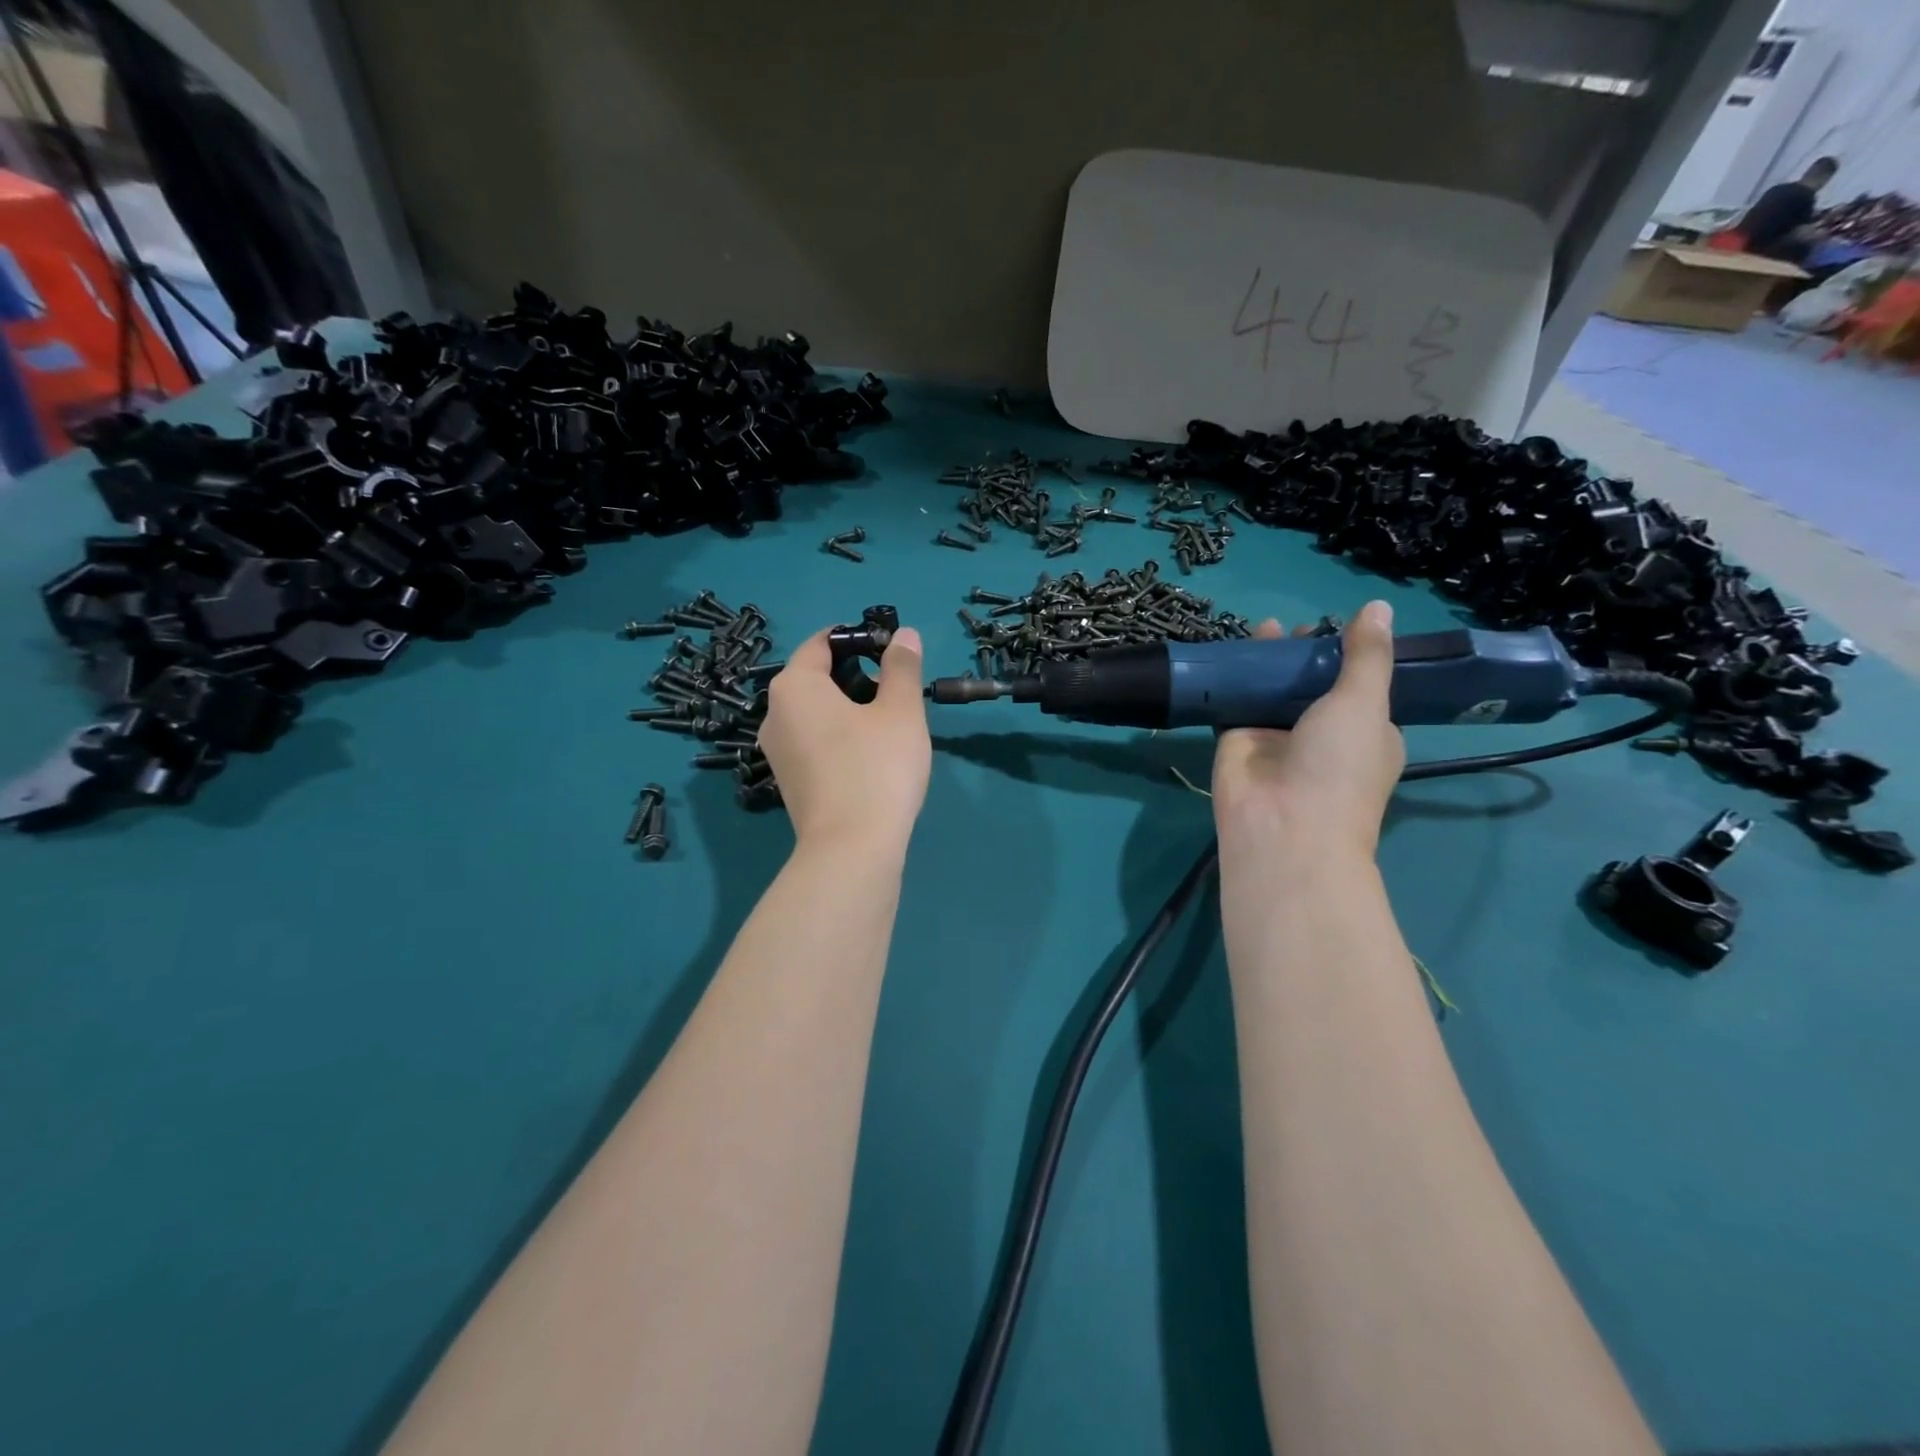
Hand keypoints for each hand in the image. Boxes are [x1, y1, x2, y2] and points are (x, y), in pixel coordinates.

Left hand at [760, 624, 931, 854]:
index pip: (822, 643)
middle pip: (816, 678)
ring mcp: (776, 751)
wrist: (851, 849)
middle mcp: (774, 713)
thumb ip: (902, 667)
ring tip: (888, 724)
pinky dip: (839, 737)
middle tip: (896, 691)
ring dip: (849, 709)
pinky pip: (813, 742)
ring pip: (815, 713)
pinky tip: (869, 756)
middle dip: (856, 676)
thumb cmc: (877, 767)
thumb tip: (904, 635)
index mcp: (795, 686)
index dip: (858, 639)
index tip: (891, 652)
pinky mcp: (787, 781)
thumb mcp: (900, 710)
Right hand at [1211, 600, 1404, 861]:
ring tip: (1264, 628)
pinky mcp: (1237, 739)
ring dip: (1268, 662)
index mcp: (1366, 733)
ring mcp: (1277, 737)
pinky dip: (1232, 678)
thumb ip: (1367, 655)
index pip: (1359, 686)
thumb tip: (1378, 606)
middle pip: (1311, 684)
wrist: (1282, 825)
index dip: (1349, 656)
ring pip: (1272, 690)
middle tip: (1294, 630)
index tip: (1337, 626)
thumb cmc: (1339, 765)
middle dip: (1303, 655)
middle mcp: (1322, 735)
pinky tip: (1230, 651)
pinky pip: (1235, 701)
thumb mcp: (1365, 702)